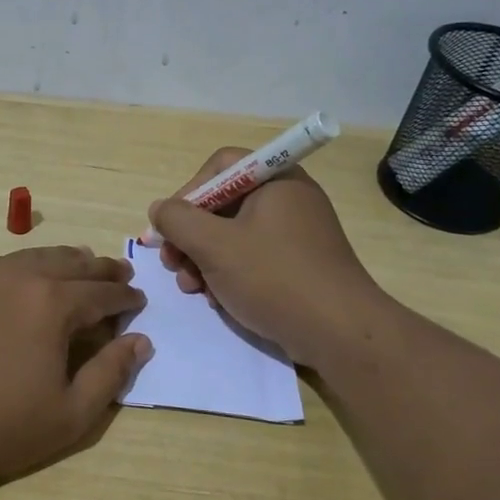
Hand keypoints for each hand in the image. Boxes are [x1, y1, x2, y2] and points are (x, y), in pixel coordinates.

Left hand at [0, 246, 153, 483]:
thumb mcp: (69, 414)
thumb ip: (110, 374)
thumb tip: (140, 341)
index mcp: (53, 303)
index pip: (102, 292)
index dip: (125, 297)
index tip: (139, 301)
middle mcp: (21, 277)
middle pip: (72, 263)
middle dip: (101, 269)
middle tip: (120, 273)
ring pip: (36, 257)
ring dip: (66, 261)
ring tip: (81, 265)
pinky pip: (5, 264)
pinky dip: (29, 265)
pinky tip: (28, 278)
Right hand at [149, 149, 383, 366]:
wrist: (340, 333)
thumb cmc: (274, 278)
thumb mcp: (214, 246)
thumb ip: (177, 220)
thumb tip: (159, 209)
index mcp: (276, 180)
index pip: (220, 166)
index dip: (188, 192)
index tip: (170, 226)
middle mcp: (288, 198)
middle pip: (223, 203)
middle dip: (191, 235)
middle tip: (173, 264)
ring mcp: (296, 233)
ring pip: (234, 235)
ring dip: (204, 259)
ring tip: (192, 288)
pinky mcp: (299, 264)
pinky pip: (253, 257)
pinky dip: (229, 273)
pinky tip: (217, 299)